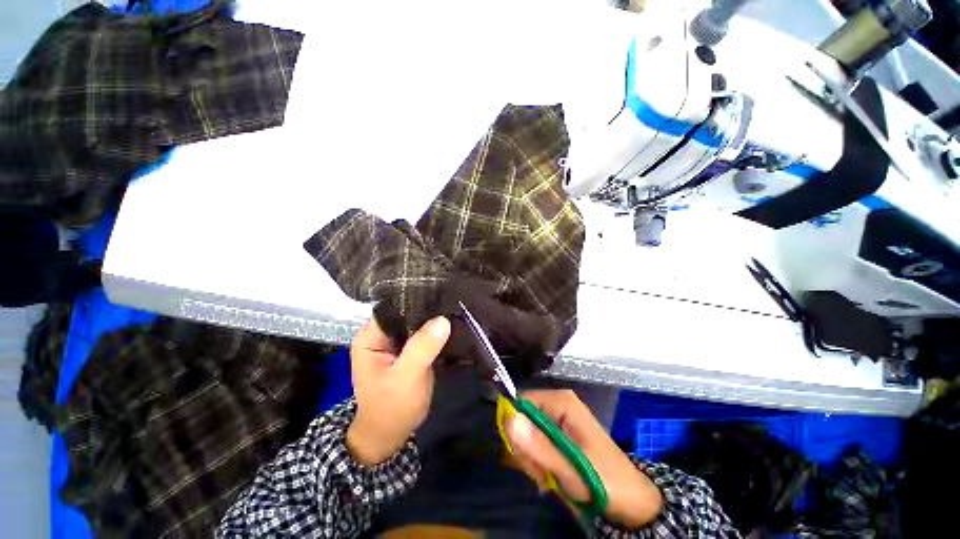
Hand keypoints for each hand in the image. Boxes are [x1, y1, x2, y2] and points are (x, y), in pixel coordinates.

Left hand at [346, 316, 450, 465]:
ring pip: (415, 323)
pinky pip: (421, 334)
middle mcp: (380, 335)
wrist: (391, 434)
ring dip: (433, 321)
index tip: (441, 296)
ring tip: (455, 311)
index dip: (416, 301)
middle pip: (405, 313)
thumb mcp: (406, 377)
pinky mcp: (406, 350)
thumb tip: (443, 320)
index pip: (393, 307)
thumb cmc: (392, 407)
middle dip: (428, 310)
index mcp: (370, 337)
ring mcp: (393, 343)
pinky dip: (434, 332)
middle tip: (453, 304)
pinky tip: (450, 327)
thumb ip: (422, 348)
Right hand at [506, 390, 663, 528]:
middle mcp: (556, 405)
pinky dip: (536, 462)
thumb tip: (508, 420)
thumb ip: (539, 446)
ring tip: (548, 478)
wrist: (632, 502)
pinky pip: (534, 443)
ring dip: (531, 459)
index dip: (515, 428)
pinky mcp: (557, 435)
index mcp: (561, 401)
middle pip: (522, 418)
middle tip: (541, 473)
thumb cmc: (605, 482)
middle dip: (526, 449)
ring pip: (525, 433)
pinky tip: (548, 477)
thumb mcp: (572, 469)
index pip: (520, 402)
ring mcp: (557, 419)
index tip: (524, 457)